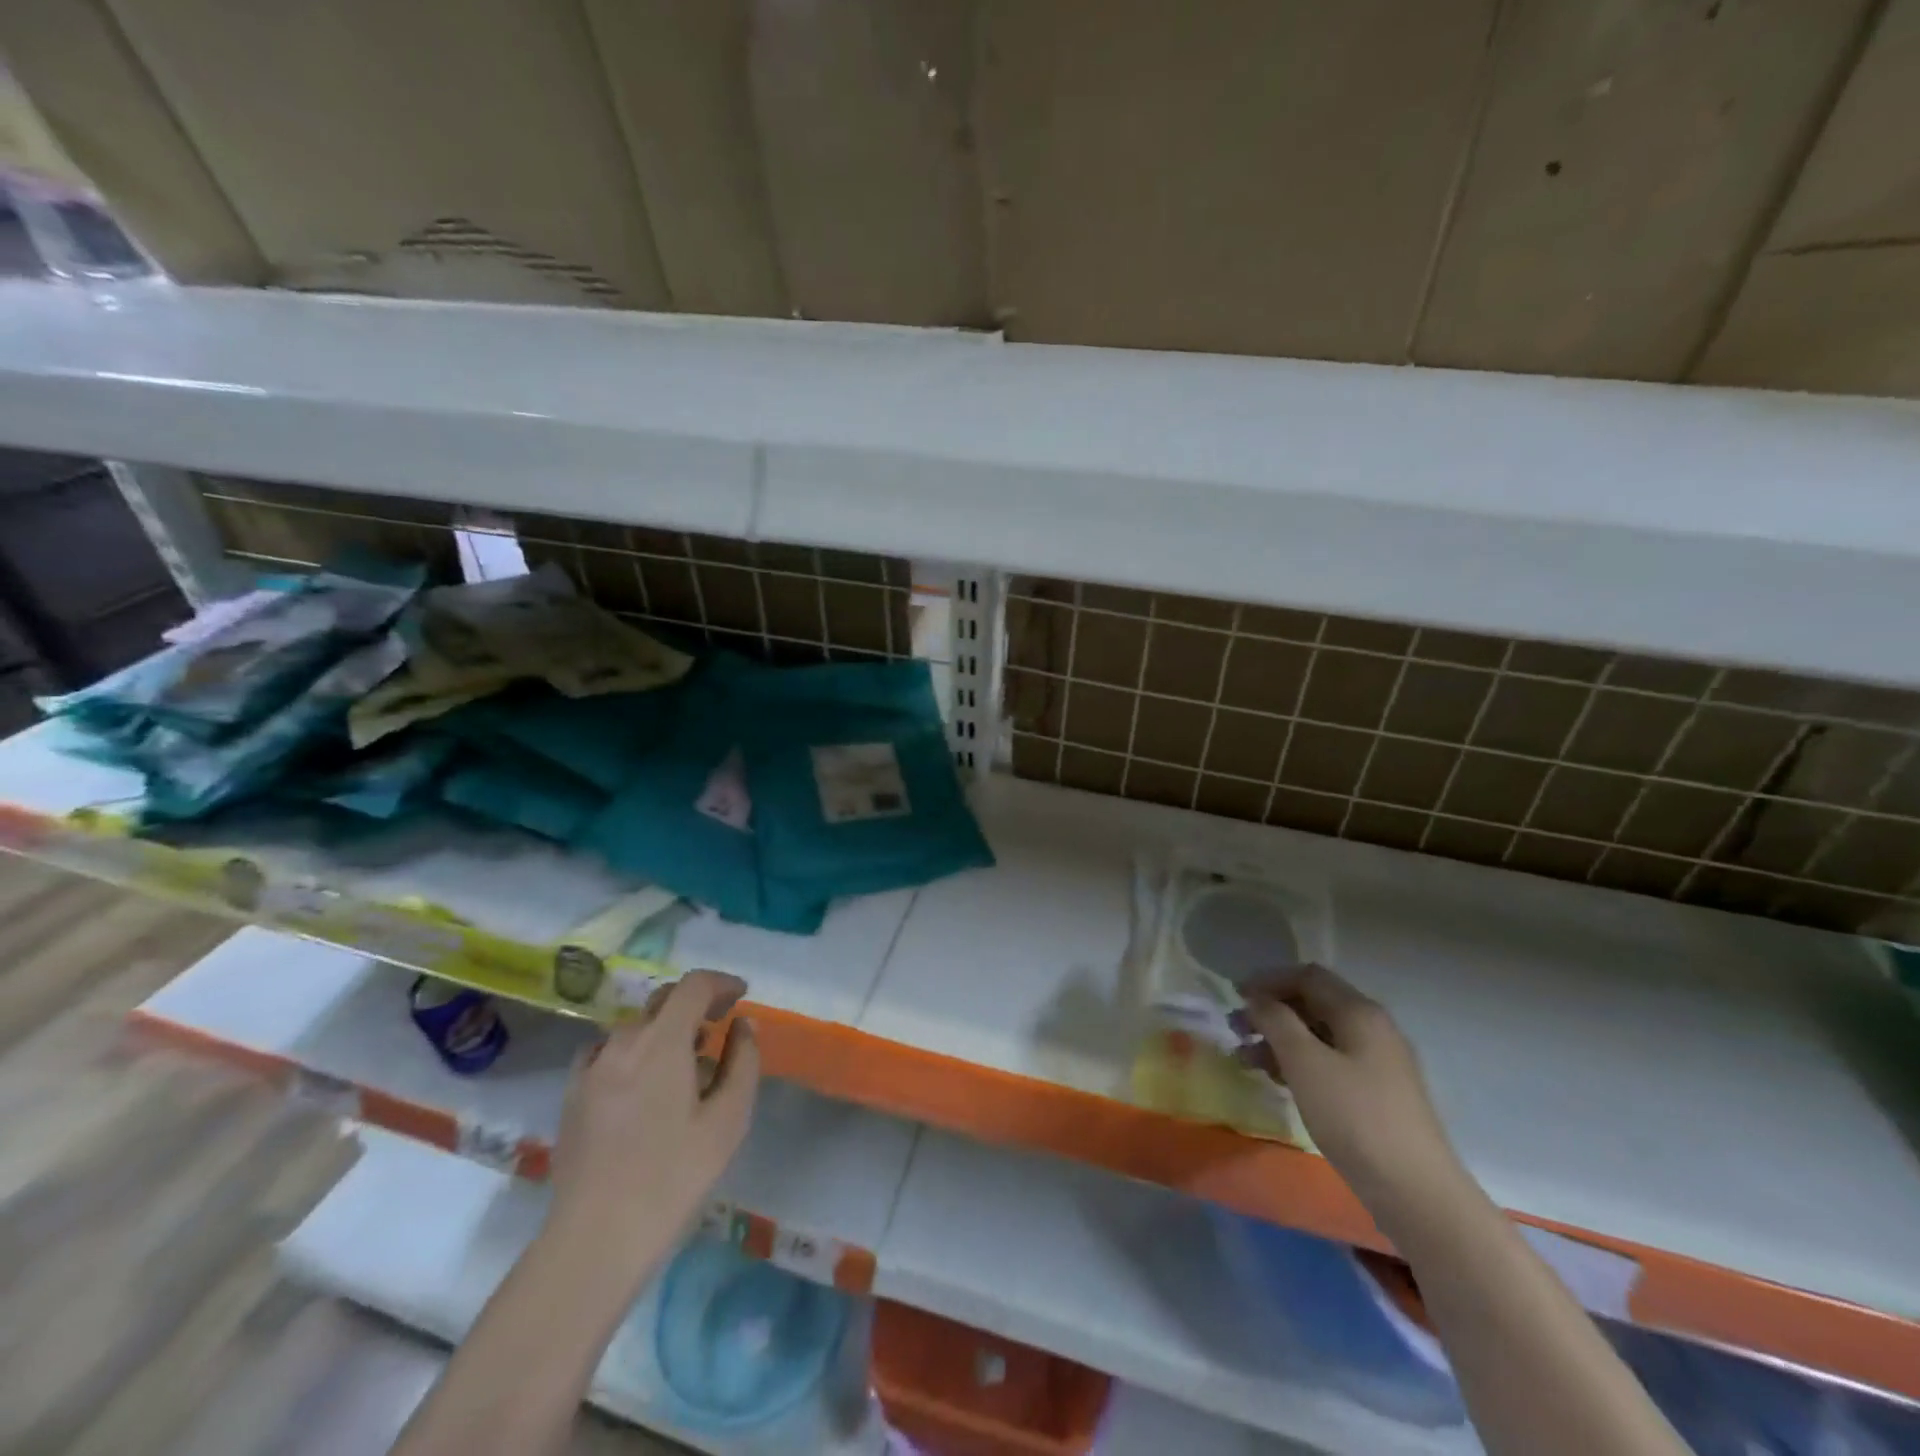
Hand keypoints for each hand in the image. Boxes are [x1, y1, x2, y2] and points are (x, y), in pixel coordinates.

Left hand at [545, 969, 759, 1288]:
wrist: (595, 1239)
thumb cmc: (673, 1177)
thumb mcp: (728, 1120)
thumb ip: (742, 1062)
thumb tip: (743, 1026)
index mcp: (661, 1042)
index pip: (694, 986)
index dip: (721, 983)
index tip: (741, 996)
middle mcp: (622, 1042)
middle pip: (663, 1000)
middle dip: (696, 1003)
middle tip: (719, 1026)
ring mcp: (591, 1067)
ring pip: (636, 1027)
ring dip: (666, 1029)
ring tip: (686, 1063)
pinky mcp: (572, 1094)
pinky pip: (608, 1052)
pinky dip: (634, 1051)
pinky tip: (643, 1084)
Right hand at [1239, 963, 1465, 1226]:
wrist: (1416, 1193)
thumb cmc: (1355, 1118)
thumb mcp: (1305, 1063)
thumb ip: (1276, 1021)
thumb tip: (1257, 997)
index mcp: (1360, 1013)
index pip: (1307, 977)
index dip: (1268, 981)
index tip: (1235, 997)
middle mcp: (1373, 1028)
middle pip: (1313, 1003)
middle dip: (1271, 1011)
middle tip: (1236, 1029)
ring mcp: (1378, 1062)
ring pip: (1319, 1035)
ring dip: (1280, 1040)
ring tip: (1246, 1059)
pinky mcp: (1377, 1093)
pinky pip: (1330, 1062)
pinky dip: (1299, 1063)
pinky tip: (1278, 1080)